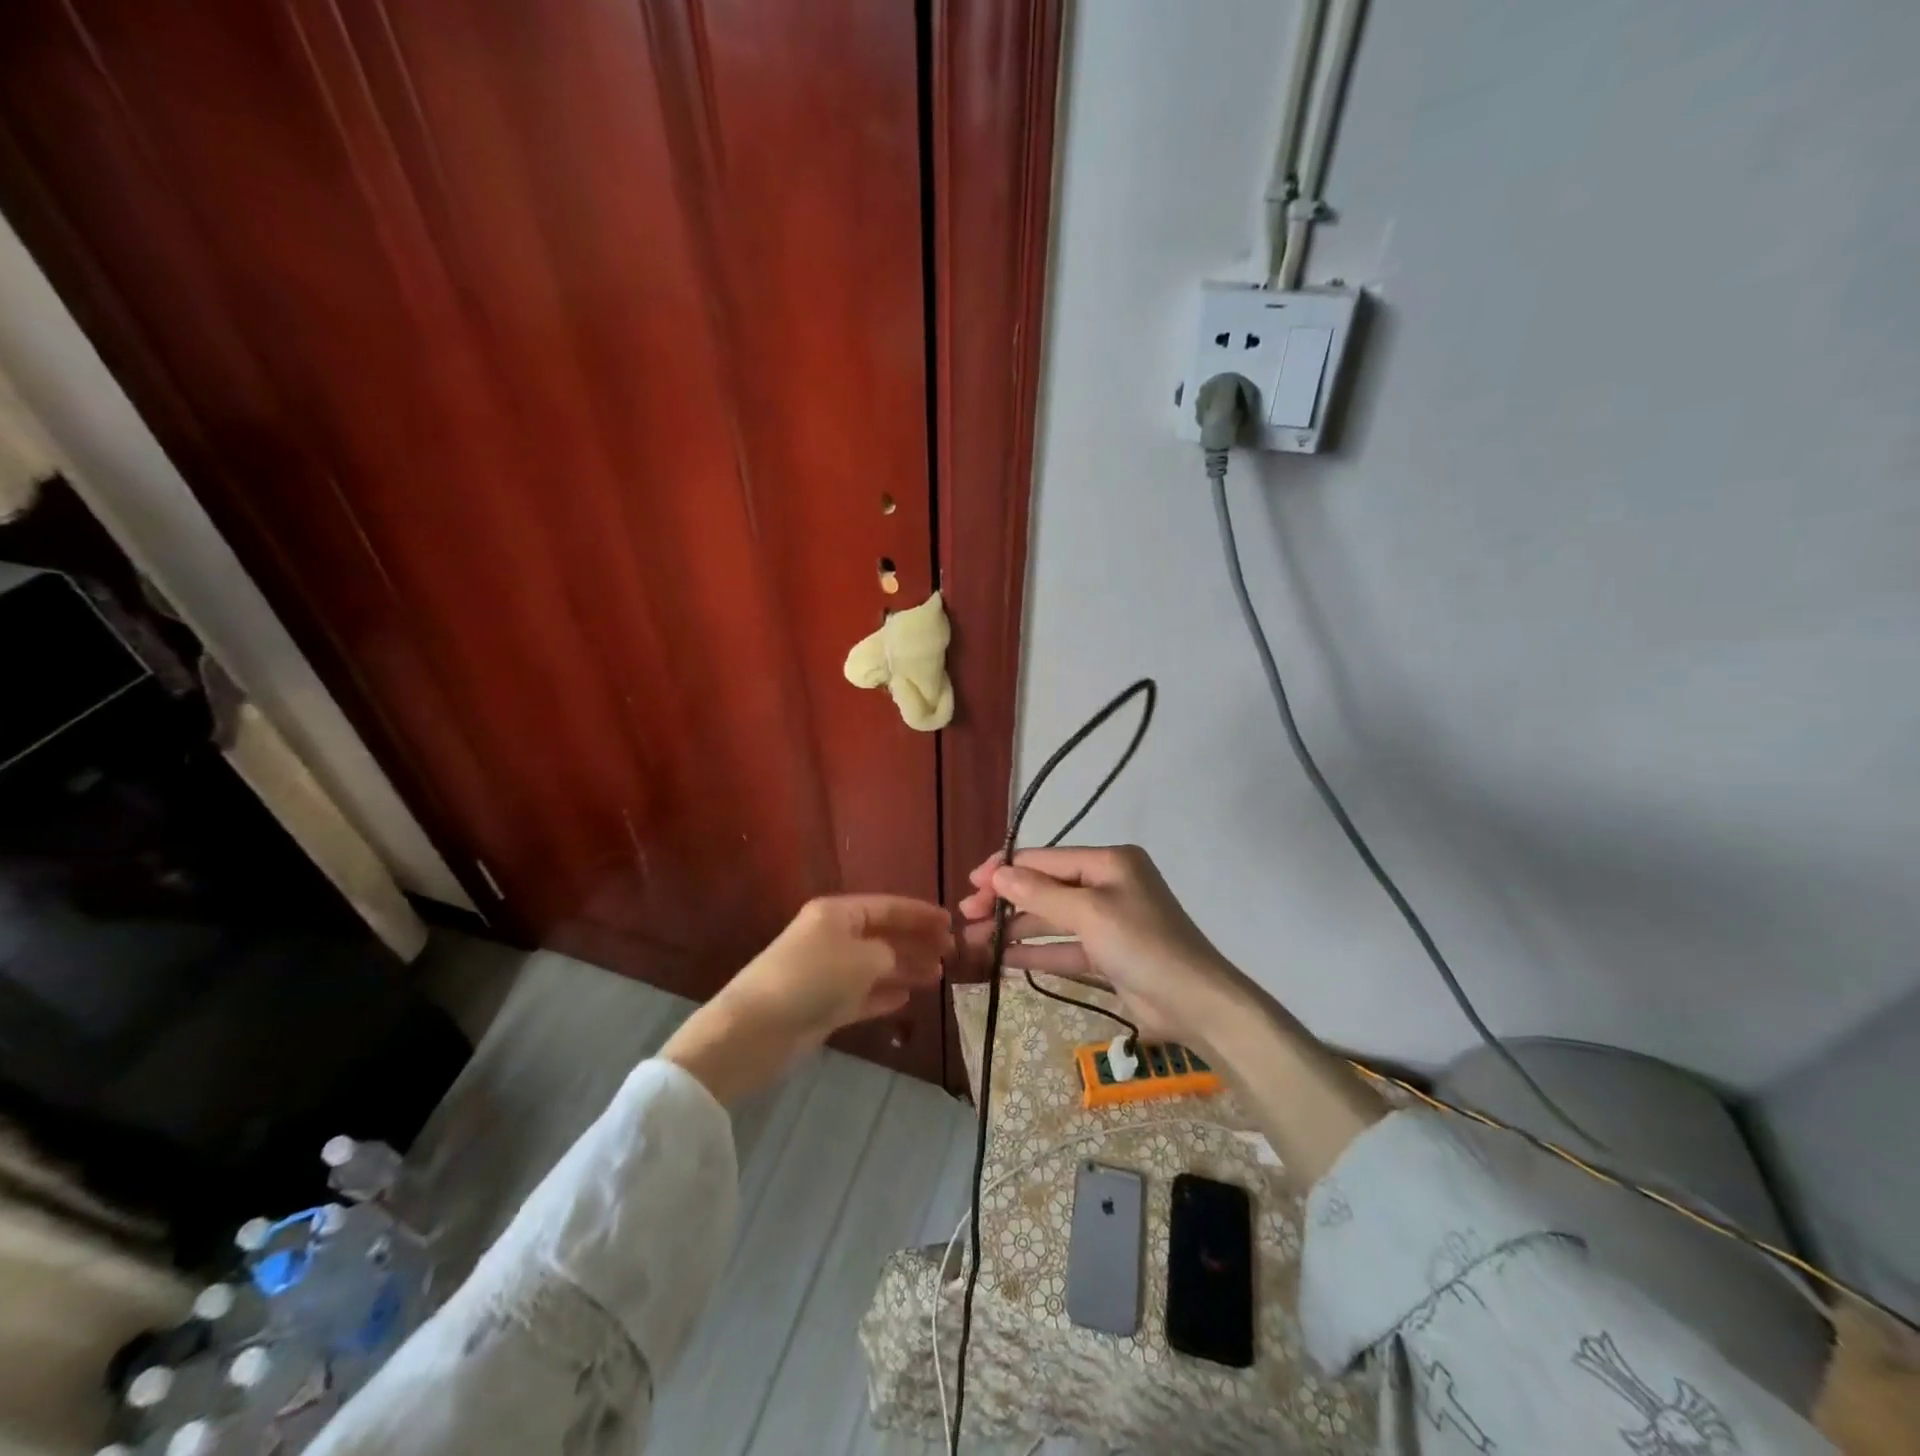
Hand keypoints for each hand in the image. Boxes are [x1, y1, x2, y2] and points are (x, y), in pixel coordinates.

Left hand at [662, 895, 950, 1102]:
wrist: (756, 1030)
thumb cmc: (813, 979)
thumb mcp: (862, 958)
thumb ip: (891, 953)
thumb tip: (904, 958)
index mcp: (837, 914)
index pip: (887, 906)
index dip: (920, 914)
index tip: (951, 923)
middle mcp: (832, 937)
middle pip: (883, 934)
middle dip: (916, 941)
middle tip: (951, 952)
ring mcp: (826, 971)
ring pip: (875, 965)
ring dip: (905, 968)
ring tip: (936, 976)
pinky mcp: (822, 1004)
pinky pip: (862, 993)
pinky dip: (883, 994)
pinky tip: (905, 998)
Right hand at [956, 845, 1242, 1048]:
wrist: (1196, 1004)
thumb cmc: (1142, 944)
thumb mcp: (1089, 913)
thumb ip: (1040, 893)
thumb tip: (998, 874)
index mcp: (1108, 861)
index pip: (1045, 859)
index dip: (1005, 870)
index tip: (970, 885)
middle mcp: (1106, 884)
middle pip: (1044, 888)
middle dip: (1006, 902)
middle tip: (967, 918)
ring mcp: (1107, 920)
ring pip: (1050, 919)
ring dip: (1015, 929)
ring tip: (975, 942)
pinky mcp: (1106, 954)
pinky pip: (1063, 946)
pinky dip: (1035, 951)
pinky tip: (1002, 959)